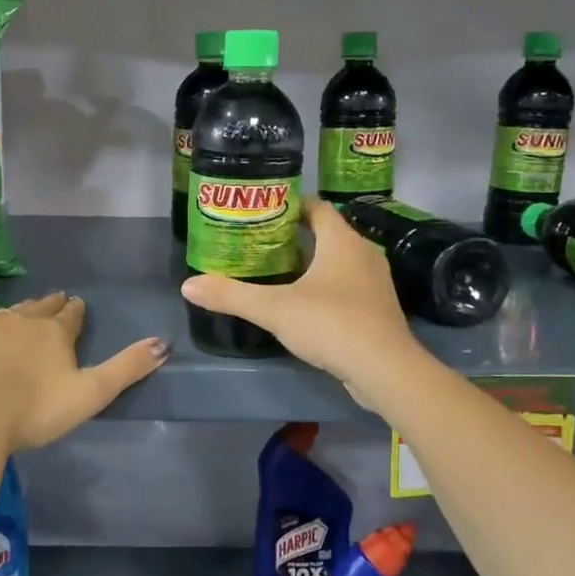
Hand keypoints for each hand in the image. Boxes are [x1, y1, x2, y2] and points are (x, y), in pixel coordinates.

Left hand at [0, 294, 167, 451]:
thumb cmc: (35, 409)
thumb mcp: (90, 393)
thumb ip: (126, 369)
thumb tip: (163, 343)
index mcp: (54, 332)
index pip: (70, 315)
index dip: (75, 311)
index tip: (77, 304)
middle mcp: (21, 319)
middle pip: (39, 308)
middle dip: (48, 306)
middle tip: (53, 301)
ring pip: (6, 314)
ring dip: (17, 315)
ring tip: (20, 317)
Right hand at [179, 199, 418, 400]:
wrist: (385, 371)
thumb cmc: (332, 324)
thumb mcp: (274, 309)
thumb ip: (232, 295)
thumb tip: (188, 285)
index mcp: (342, 241)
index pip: (317, 207)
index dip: (290, 204)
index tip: (262, 211)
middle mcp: (363, 253)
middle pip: (327, 232)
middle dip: (295, 235)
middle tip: (259, 242)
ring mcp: (374, 282)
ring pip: (338, 261)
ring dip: (311, 262)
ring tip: (275, 271)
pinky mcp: (377, 309)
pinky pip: (346, 285)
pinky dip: (324, 286)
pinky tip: (302, 303)